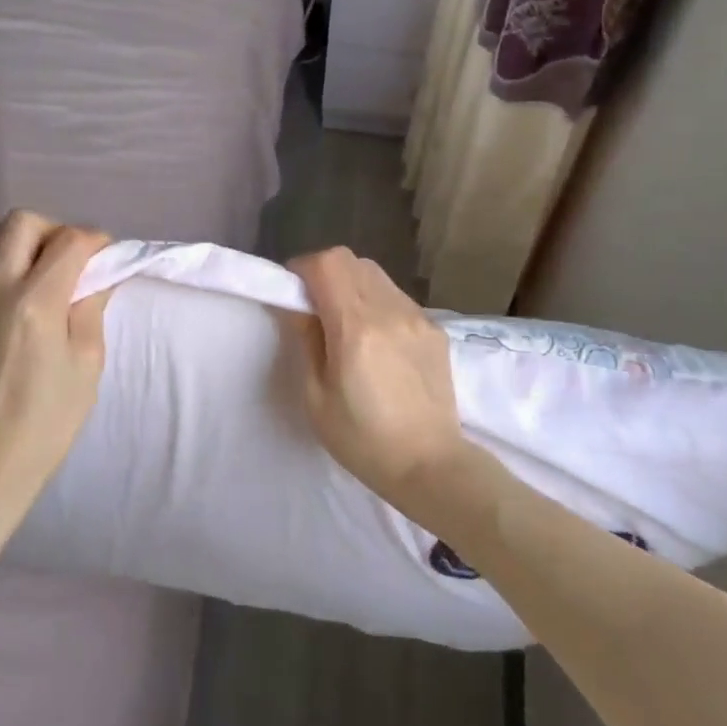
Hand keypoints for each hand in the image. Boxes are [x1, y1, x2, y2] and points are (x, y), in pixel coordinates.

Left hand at [0, 210, 112, 521]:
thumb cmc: (52, 414)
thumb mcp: (89, 361)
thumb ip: (90, 306)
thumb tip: (96, 273)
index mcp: (38, 303)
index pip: (70, 241)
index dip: (95, 241)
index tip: (103, 255)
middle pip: (22, 222)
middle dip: (53, 229)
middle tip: (67, 258)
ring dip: (17, 241)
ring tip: (31, 267)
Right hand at [287, 247, 466, 512]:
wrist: (430, 465)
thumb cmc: (363, 439)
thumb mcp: (316, 397)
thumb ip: (305, 341)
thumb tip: (298, 308)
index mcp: (355, 327)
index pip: (327, 264)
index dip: (302, 269)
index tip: (292, 293)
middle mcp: (389, 311)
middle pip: (351, 260)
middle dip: (325, 272)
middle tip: (314, 306)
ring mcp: (417, 318)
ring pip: (375, 274)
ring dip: (352, 285)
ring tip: (345, 322)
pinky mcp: (434, 330)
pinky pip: (396, 297)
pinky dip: (376, 302)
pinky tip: (375, 339)